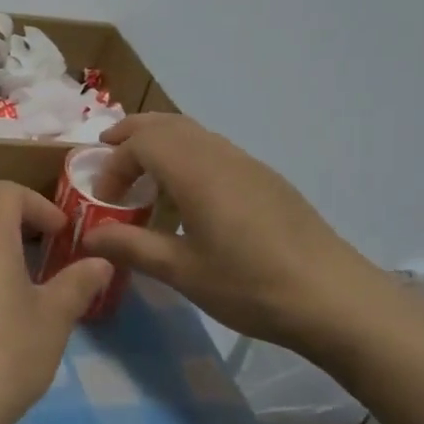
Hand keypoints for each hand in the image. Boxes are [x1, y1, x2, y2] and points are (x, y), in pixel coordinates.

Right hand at [83, 115, 393, 356]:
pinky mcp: (267, 180)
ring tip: (142, 172)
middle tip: (105, 152)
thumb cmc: (251, 286)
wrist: (336, 299)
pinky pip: (215, 150)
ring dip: (160, 141)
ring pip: (195, 133)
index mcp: (197, 173)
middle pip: (168, 124)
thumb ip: (132, 247)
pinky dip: (186, 155)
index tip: (103, 199)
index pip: (142, 143)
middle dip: (132, 132)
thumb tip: (88, 236)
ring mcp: (249, 165)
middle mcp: (222, 156)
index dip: (114, 163)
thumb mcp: (183, 272)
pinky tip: (188, 194)